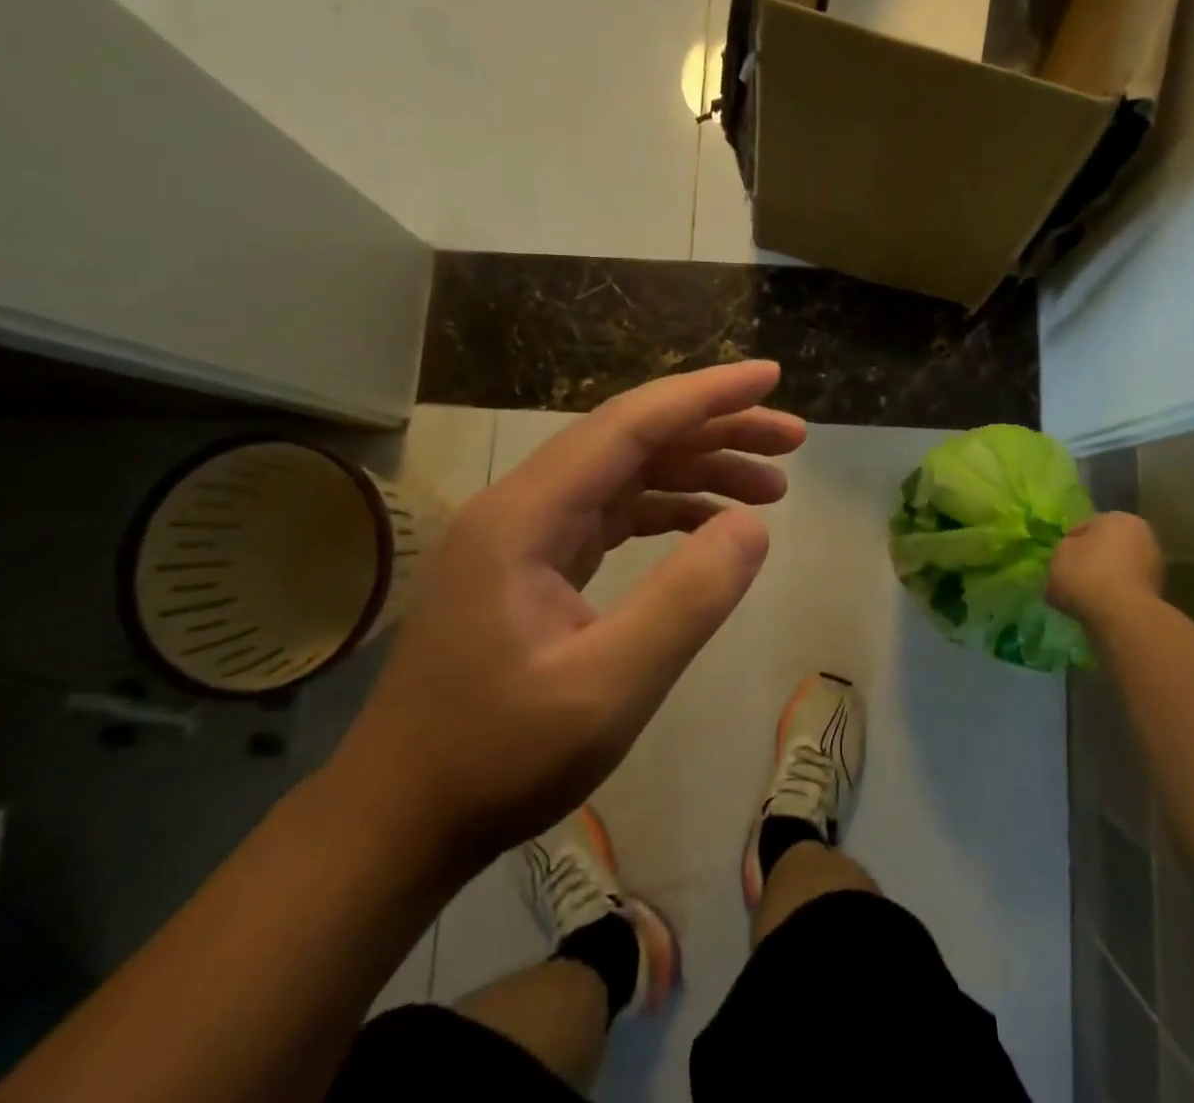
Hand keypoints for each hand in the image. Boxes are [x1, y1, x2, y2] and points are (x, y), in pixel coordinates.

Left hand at [331, 362, 806, 873]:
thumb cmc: (498, 758)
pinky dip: (669, 509)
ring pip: (626, 474)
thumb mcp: (608, 688)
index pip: (631, 424)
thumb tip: (753, 526)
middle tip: (792, 439)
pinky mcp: (534, 564)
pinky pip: (613, 514)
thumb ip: (687, 600)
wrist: (401, 817)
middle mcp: (523, 505)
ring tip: (771, 488)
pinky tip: (712, 526)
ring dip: (699, 470)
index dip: (707, 395)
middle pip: (632, 438)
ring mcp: (525, 534)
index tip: (772, 377)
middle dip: (716, 429)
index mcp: (527, 514)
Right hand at [1047, 511, 1164, 623]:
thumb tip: (1071, 556)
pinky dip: (1115, 596)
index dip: (1070, 542)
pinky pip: (1126, 590)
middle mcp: (1143, 536)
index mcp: (1119, 519)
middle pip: (1107, 546)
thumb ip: (1064, 550)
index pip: (1086, 526)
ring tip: (1083, 595)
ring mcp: (1155, 567)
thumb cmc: (1086, 574)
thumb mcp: (1059, 554)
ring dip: (1104, 578)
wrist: (1121, 616)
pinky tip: (1098, 606)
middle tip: (1071, 575)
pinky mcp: (1158, 594)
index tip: (1059, 559)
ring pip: (1118, 569)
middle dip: (1091, 559)